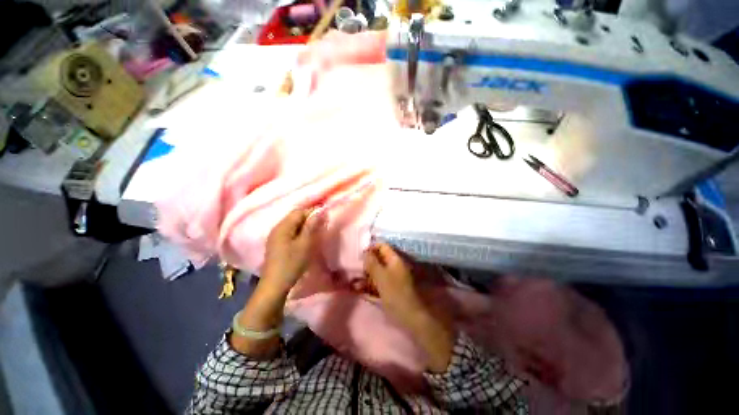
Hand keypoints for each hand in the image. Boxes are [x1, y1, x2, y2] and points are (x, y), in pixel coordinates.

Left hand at [231, 208, 320, 357]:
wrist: (275, 285)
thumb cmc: (291, 263)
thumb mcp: (305, 244)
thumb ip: (311, 226)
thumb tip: (319, 211)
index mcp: (283, 226)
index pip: (299, 212)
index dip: (312, 212)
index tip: (324, 218)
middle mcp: (277, 228)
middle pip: (294, 217)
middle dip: (308, 219)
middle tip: (321, 226)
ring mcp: (274, 236)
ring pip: (292, 225)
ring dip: (304, 226)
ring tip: (314, 233)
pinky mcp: (275, 244)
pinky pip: (289, 232)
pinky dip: (298, 232)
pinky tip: (304, 240)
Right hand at [363, 243, 423, 323]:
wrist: (409, 316)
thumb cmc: (395, 293)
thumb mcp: (381, 276)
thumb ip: (372, 263)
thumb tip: (365, 251)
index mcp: (395, 259)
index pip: (382, 246)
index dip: (371, 248)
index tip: (360, 255)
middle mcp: (394, 266)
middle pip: (378, 259)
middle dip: (366, 265)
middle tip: (356, 271)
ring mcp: (392, 278)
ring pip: (376, 272)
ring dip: (366, 277)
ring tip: (354, 284)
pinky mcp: (390, 289)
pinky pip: (378, 283)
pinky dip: (369, 286)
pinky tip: (359, 290)